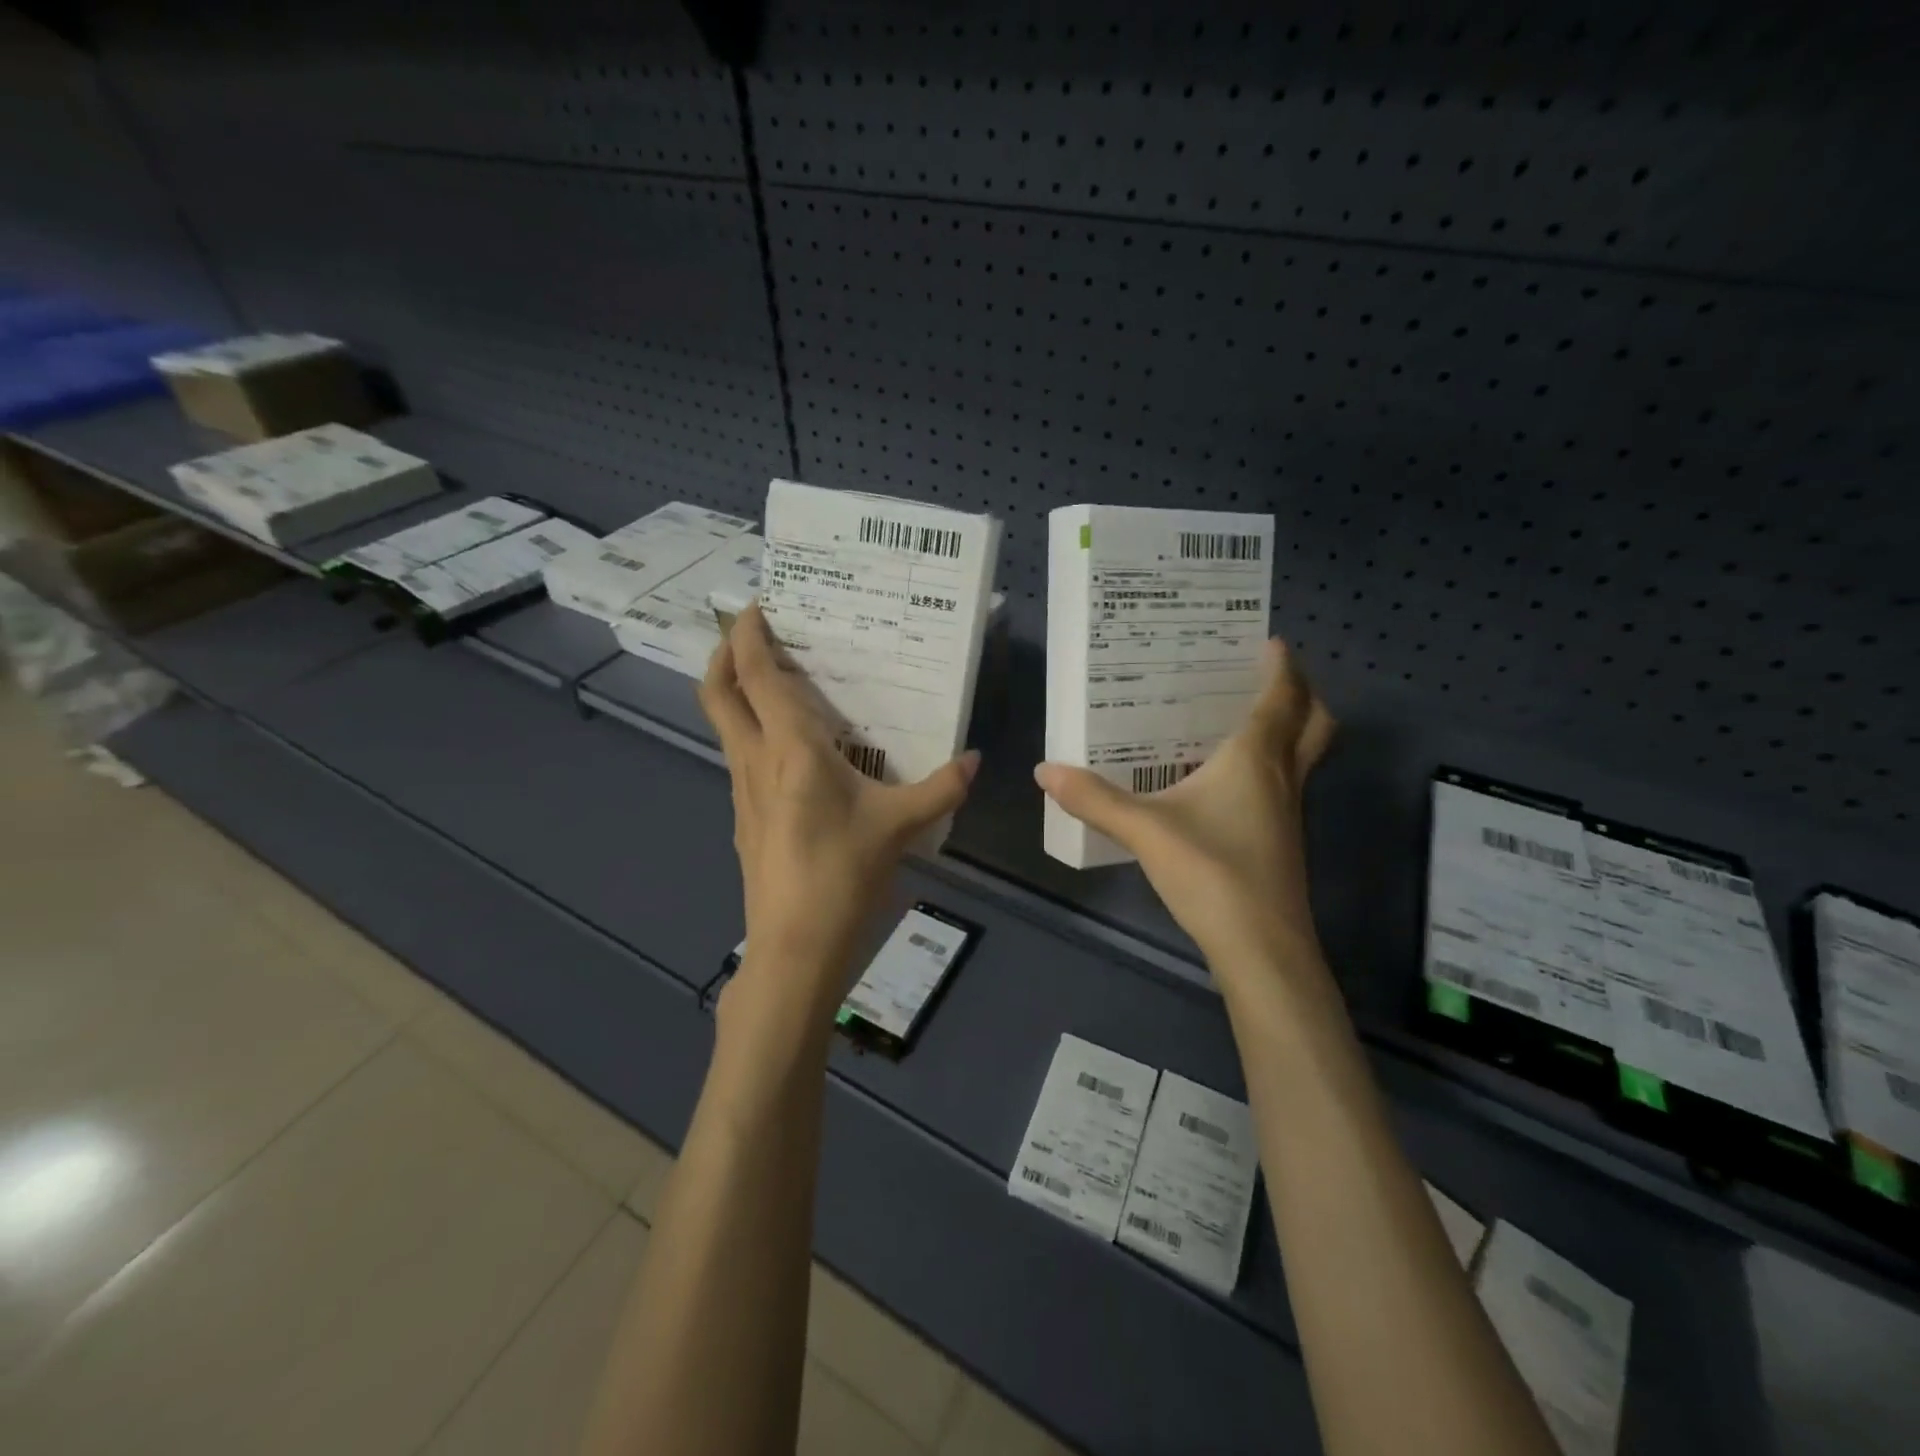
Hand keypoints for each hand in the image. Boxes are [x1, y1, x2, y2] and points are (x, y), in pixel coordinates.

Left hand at [700, 603, 979, 1024]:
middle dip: (724, 653)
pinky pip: (740, 756)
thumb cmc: (843, 875)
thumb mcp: (900, 826)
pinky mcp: (744, 816)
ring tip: (774, 679)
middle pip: (718, 693)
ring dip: (736, 691)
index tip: (754, 605)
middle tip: (748, 630)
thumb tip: (974, 759)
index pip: (757, 676)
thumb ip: (941, 788)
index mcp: (791, 749)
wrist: (794, 946)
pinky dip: (751, 730)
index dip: (749, 635)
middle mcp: (756, 760)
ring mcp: (742, 790)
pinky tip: (788, 748)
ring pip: (724, 725)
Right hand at [1034, 640, 1334, 978]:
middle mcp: (1282, 778)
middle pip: (1314, 724)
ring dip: (1286, 731)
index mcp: (1256, 759)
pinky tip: (1223, 783)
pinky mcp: (1280, 843)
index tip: (1270, 641)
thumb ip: (1094, 798)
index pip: (1281, 698)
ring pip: (1302, 757)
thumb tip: (1045, 770)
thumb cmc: (1211, 873)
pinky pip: (1283, 786)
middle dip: (1301, 695)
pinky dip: (1267, 768)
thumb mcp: (1144, 830)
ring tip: (1238, 720)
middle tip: (1263, 680)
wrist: (1261, 948)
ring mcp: (1288, 814)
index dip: (1281, 667)